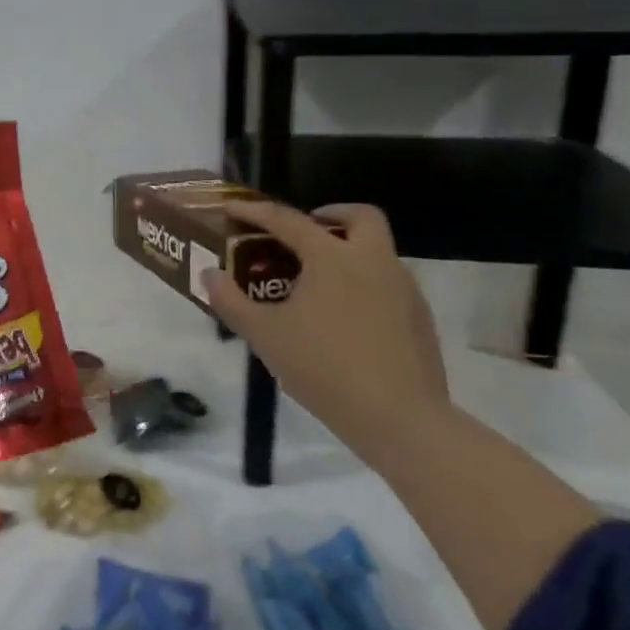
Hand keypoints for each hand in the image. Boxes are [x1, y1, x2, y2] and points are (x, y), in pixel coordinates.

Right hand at [201, 202, 449, 455]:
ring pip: (377, 250)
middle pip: (360, 216)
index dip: (255, 212)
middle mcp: (373, 261)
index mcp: (332, 258)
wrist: (400, 420)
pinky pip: (388, 282)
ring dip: (348, 250)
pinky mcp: (420, 318)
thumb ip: (231, 301)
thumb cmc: (323, 367)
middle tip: (302, 232)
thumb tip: (210, 275)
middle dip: (331, 214)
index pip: (288, 220)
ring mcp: (404, 289)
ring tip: (316, 281)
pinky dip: (364, 282)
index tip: (232, 209)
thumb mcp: (264, 335)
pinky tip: (343, 316)